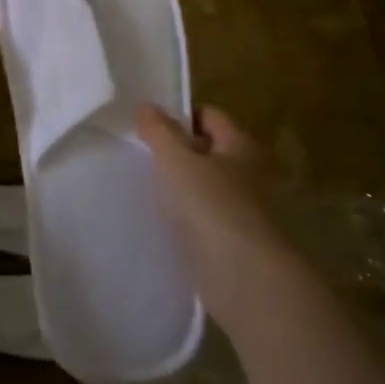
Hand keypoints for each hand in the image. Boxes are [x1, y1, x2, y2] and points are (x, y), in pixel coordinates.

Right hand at [136, 104, 296, 334]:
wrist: (243, 277)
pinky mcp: (229, 239)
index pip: (209, 116)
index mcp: (239, 146)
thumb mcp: (178, 162)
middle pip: (206, 150)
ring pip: (202, 185)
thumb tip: (147, 106)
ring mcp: (239, 208)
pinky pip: (200, 216)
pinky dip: (182, 214)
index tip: (147, 125)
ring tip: (142, 185)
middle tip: (139, 153)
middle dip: (176, 150)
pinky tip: (158, 218)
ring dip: (177, 185)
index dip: (180, 116)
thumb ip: (160, 133)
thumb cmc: (212, 207)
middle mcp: (245, 173)